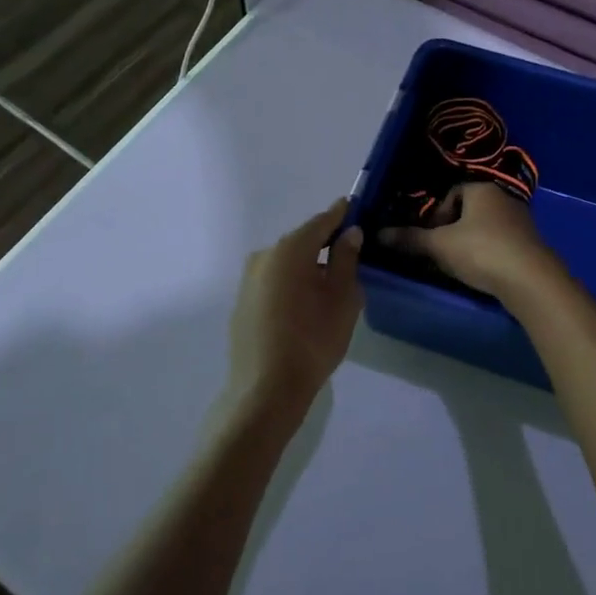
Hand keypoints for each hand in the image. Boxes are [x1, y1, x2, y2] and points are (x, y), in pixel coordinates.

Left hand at [224, 198, 364, 437]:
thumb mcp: (343, 298)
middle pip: (301, 242)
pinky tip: (305, 306)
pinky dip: (292, 284)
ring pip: (287, 263)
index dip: (340, 214)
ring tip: (331, 286)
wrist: (267, 389)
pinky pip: (274, 282)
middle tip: (350, 253)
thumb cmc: (313, 339)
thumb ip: (347, 260)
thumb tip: (349, 233)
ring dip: (307, 267)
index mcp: (290, 249)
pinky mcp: (242, 302)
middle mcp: (264, 256)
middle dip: (324, 244)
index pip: (321, 222)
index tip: (353, 205)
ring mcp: (249, 280)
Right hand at [379, 183, 563, 300]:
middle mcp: (505, 199)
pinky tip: (482, 274)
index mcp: (483, 190)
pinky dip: (488, 255)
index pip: (452, 193)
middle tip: (439, 253)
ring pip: (485, 229)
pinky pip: (501, 245)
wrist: (531, 281)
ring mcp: (522, 222)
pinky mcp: (531, 246)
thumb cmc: (481, 251)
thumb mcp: (439, 245)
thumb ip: (410, 239)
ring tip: (458, 266)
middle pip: (468, 211)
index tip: (429, 237)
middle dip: (451, 231)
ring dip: (469, 244)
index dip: (436, 214)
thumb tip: (379, 234)